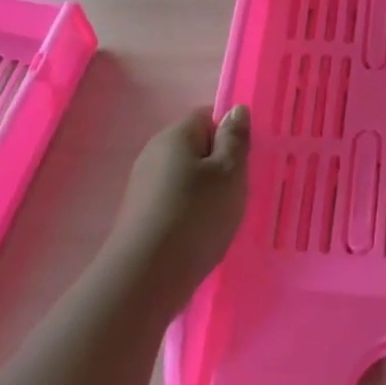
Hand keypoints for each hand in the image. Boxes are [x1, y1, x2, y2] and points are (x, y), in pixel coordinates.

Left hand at [104, 106, 251, 309]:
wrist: (147, 275)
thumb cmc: (197, 215)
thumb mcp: (230, 173)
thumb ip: (235, 139)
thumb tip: (236, 110)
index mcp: (175, 135)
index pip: (207, 116)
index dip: (230, 135)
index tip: (244, 163)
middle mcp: (153, 152)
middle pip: (195, 147)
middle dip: (219, 165)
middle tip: (239, 191)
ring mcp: (143, 184)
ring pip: (186, 176)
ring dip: (206, 191)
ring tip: (222, 216)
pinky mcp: (140, 213)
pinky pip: (174, 199)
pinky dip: (191, 211)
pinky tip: (201, 233)